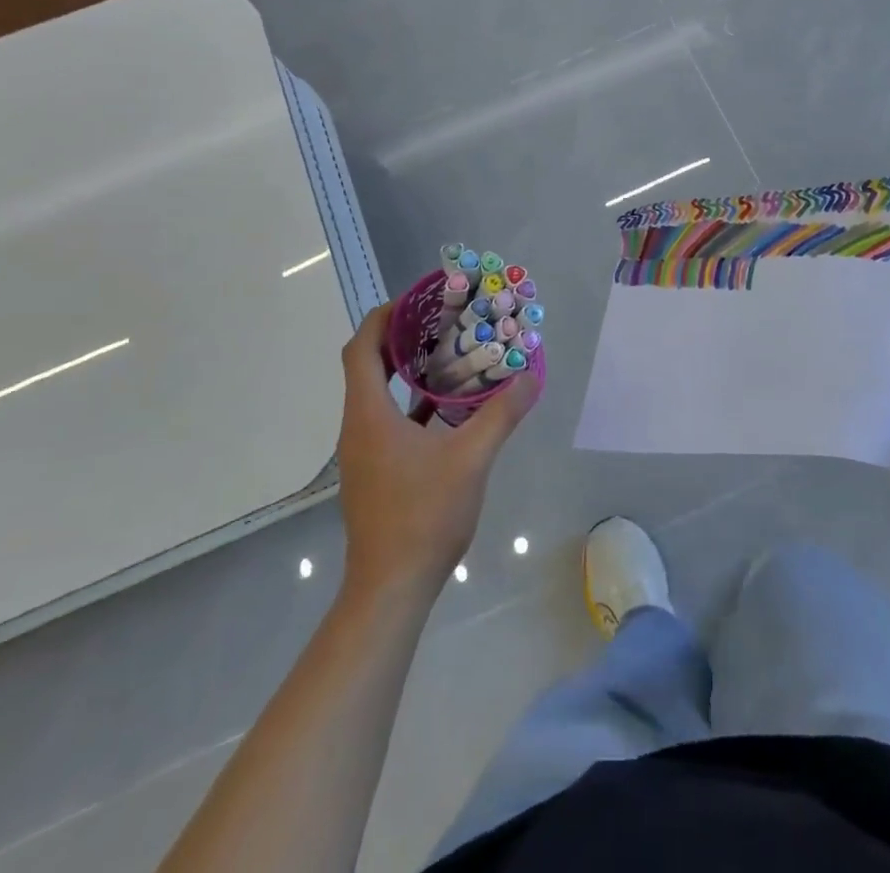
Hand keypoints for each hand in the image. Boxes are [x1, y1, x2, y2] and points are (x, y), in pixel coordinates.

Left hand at [335, 304, 540, 600]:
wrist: (390, 588)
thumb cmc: (424, 516)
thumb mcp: (472, 459)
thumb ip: (502, 414)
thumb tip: (531, 376)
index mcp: (369, 414)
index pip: (361, 348)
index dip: (384, 317)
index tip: (417, 300)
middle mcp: (358, 426)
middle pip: (367, 365)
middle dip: (401, 337)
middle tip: (441, 320)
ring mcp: (363, 451)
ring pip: (377, 393)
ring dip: (406, 369)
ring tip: (448, 352)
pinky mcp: (374, 470)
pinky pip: (387, 419)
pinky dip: (410, 401)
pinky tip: (446, 406)